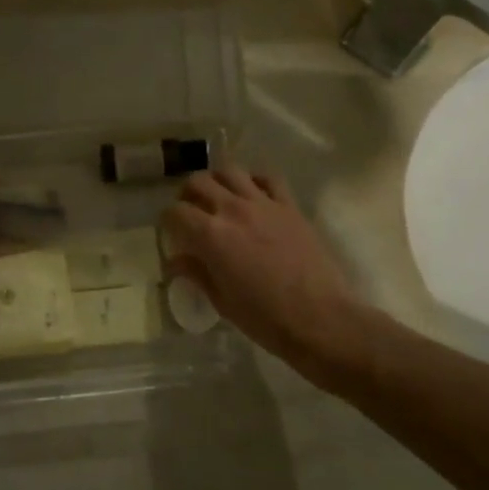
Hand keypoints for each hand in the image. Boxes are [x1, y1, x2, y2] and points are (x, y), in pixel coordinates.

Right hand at [161, 168, 354, 362]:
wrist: (320, 318)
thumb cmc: (265, 318)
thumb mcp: (222, 301)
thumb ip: (196, 274)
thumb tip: (176, 261)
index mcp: (210, 235)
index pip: (175, 212)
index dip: (168, 222)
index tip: (172, 234)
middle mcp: (232, 210)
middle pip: (198, 182)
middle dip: (188, 195)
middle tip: (191, 212)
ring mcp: (263, 204)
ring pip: (230, 171)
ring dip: (217, 181)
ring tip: (219, 198)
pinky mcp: (289, 206)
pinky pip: (268, 178)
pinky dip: (254, 181)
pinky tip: (253, 195)